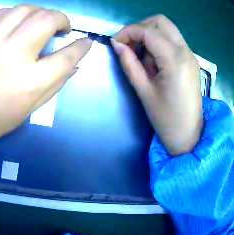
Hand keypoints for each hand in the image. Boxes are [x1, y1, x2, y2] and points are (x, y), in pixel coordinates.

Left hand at [0, 5, 91, 148]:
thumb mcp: (31, 108)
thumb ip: (55, 83)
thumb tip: (73, 64)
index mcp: (31, 80)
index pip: (67, 56)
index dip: (82, 47)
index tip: (87, 41)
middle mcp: (14, 53)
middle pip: (46, 20)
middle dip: (62, 19)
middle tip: (63, 27)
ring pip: (24, 9)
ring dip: (40, 11)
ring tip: (42, 21)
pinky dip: (13, 12)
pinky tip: (16, 21)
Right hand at [112, 15, 201, 155]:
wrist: (189, 138)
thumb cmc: (167, 121)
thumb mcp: (145, 93)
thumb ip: (130, 64)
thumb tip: (117, 44)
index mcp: (175, 61)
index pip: (147, 31)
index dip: (128, 32)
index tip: (117, 43)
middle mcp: (185, 51)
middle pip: (160, 21)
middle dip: (142, 28)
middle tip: (133, 45)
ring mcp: (190, 55)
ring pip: (167, 28)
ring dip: (152, 35)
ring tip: (148, 59)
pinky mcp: (191, 60)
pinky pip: (173, 39)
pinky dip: (162, 43)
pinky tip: (159, 62)